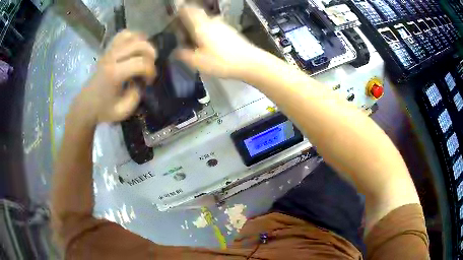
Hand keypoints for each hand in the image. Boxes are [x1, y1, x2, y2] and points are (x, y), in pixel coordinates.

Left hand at [77, 30, 156, 123]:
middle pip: (139, 44)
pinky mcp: (107, 51)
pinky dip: (132, 37)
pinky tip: (135, 47)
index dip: (151, 71)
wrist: (85, 105)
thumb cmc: (103, 110)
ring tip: (144, 55)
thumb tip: (141, 81)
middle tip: (149, 67)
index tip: (149, 82)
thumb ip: (136, 94)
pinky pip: (122, 35)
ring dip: (143, 43)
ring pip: (131, 35)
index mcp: (115, 74)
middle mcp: (112, 58)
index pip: (141, 63)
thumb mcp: (124, 110)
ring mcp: (109, 52)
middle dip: (151, 54)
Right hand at [177, 5, 263, 78]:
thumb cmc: (221, 61)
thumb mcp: (198, 62)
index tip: (173, 17)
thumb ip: (184, 55)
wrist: (250, 62)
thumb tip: (176, 51)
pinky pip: (214, 26)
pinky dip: (207, 30)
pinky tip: (207, 42)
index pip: (187, 11)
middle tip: (181, 29)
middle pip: (197, 13)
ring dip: (197, 25)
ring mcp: (222, 25)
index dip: (179, 11)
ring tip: (192, 38)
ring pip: (206, 20)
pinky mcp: (230, 31)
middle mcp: (211, 21)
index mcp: (201, 26)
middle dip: (188, 18)